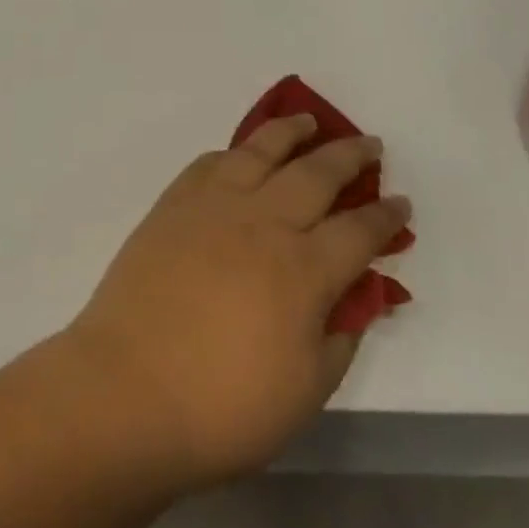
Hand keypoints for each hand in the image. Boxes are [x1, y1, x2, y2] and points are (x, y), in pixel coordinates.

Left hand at [64, 115, 411, 489]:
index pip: (358, 230)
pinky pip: (209, 163)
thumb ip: (340, 334)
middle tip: (368, 144)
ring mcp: (211, 207)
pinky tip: (241, 154)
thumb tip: (360, 294)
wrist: (128, 387)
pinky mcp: (172, 206)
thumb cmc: (224, 406)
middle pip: (314, 174)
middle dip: (348, 156)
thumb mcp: (306, 389)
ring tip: (308, 121)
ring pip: (259, 152)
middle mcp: (261, 222)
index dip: (384, 216)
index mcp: (302, 269)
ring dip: (289, 132)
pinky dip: (234, 152)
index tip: (400, 201)